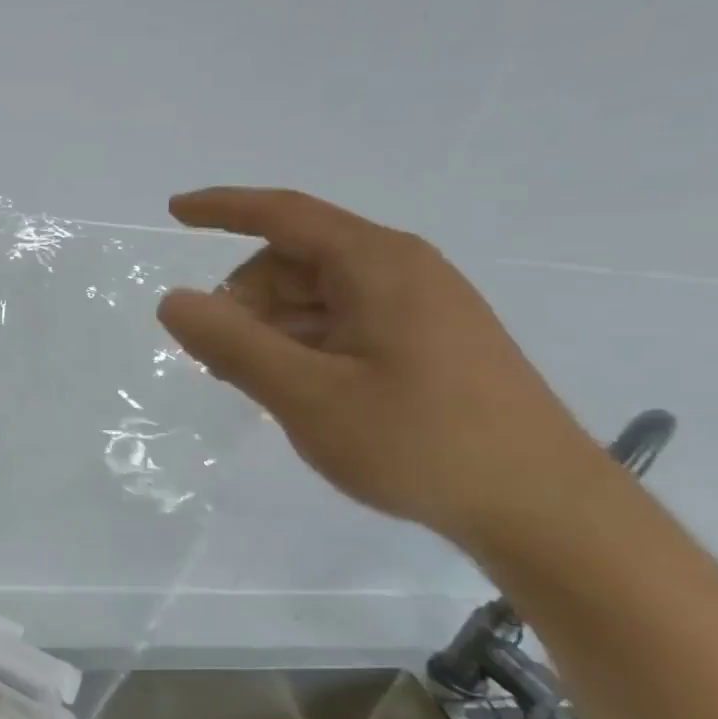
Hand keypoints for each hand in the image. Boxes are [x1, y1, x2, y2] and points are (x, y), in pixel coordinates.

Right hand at [156, 187, 605, 547]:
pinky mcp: (428, 341)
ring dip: (273, 329)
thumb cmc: (421, 442)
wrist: (544, 510)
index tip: (173, 210)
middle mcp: (401, 270)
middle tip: (222, 364)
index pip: (283, 215)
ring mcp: (419, 306)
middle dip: (246, 301)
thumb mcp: (308, 396)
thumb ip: (233, 345)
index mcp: (377, 264)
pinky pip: (343, 322)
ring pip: (315, 295)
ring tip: (260, 387)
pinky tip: (300, 391)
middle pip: (294, 261)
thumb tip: (173, 300)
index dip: (222, 208)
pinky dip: (305, 345)